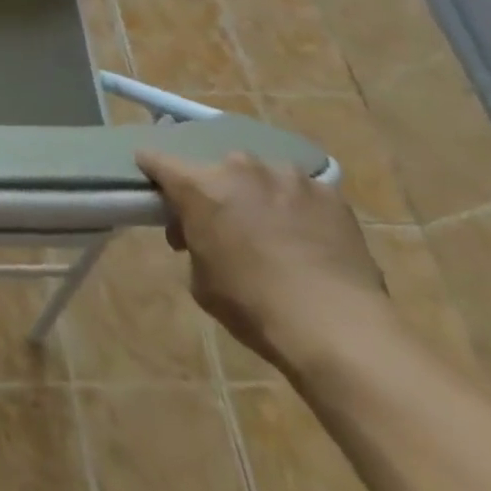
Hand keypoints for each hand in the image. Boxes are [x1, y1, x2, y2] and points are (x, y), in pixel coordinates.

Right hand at [136, 149, 390, 376]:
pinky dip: (297, 208)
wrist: (339, 330)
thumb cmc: (254, 307)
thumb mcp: (201, 281)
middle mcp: (239, 167)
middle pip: (215, 169)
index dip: (152, 170)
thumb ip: (193, 243)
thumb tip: (201, 234)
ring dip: (257, 195)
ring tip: (272, 230)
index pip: (157, 160)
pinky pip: (301, 192)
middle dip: (214, 191)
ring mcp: (287, 176)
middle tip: (222, 225)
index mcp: (199, 186)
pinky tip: (308, 238)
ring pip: (260, 177)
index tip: (153, 181)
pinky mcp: (329, 193)